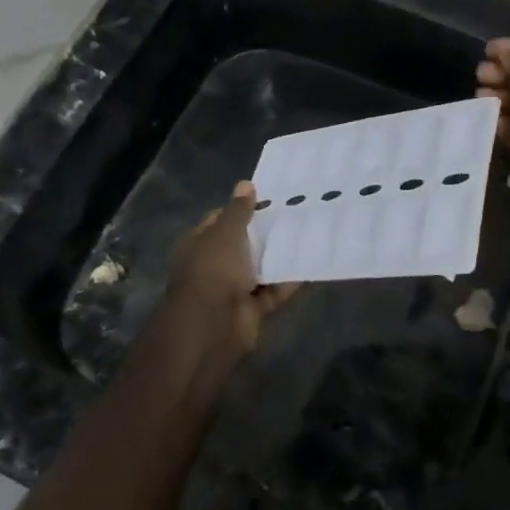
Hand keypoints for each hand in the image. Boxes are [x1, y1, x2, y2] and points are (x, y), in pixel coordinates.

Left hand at [162, 182, 301, 376]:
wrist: (213, 326)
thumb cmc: (214, 269)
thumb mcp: (226, 232)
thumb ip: (239, 210)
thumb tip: (245, 184)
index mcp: (199, 244)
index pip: (220, 220)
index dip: (242, 208)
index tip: (270, 198)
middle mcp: (213, 265)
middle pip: (243, 244)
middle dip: (265, 232)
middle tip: (296, 213)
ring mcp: (232, 289)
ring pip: (260, 268)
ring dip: (279, 257)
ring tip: (309, 234)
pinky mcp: (251, 309)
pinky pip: (274, 291)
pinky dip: (288, 282)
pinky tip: (310, 264)